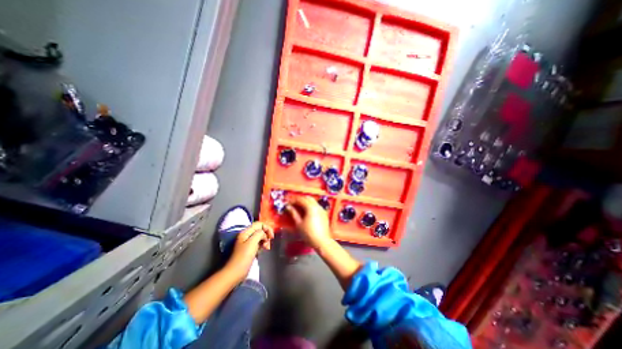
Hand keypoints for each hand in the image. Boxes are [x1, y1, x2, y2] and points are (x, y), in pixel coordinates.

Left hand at [224, 222, 272, 281]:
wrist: (235, 273)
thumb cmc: (243, 257)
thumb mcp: (252, 243)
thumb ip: (259, 234)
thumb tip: (264, 233)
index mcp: (246, 232)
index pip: (259, 224)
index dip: (267, 228)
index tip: (271, 237)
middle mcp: (247, 235)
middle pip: (260, 230)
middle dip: (266, 235)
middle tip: (269, 243)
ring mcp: (248, 242)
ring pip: (260, 236)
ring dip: (265, 241)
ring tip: (267, 248)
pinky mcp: (249, 249)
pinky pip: (259, 243)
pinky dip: (262, 245)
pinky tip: (263, 250)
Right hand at [285, 197, 332, 248]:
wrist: (322, 241)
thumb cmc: (308, 233)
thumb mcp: (299, 223)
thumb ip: (293, 213)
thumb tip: (288, 207)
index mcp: (310, 207)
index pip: (300, 199)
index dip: (293, 200)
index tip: (287, 203)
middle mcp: (317, 206)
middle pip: (307, 198)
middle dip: (299, 199)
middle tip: (293, 204)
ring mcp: (321, 209)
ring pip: (312, 201)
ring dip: (305, 202)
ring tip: (298, 207)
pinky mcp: (324, 213)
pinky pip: (316, 206)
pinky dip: (310, 206)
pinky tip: (306, 211)